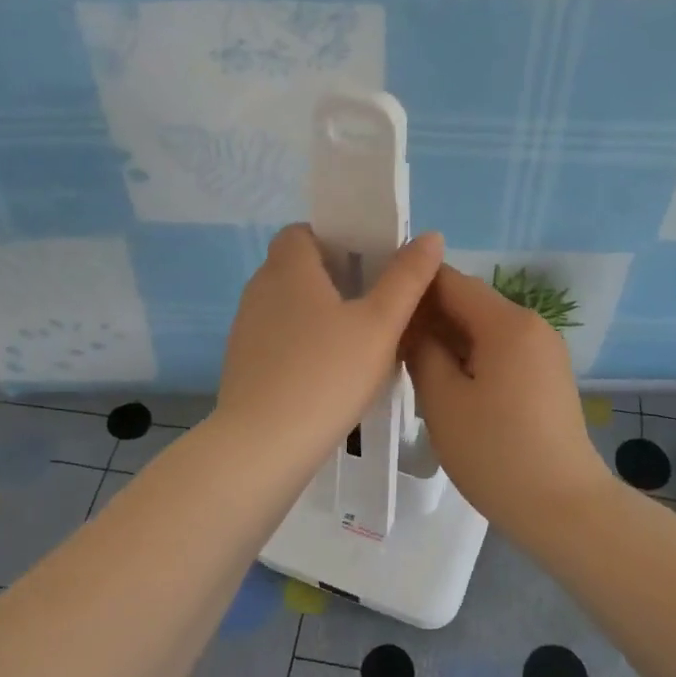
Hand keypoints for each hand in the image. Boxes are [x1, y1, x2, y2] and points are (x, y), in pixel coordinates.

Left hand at [217, 224, 443, 462]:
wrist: (264, 445)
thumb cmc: (327, 374)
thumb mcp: (379, 325)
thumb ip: (406, 278)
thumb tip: (430, 236)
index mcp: (289, 269)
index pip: (302, 232)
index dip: (335, 238)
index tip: (368, 262)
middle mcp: (260, 291)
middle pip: (297, 268)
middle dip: (335, 277)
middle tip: (376, 302)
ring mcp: (246, 329)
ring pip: (289, 306)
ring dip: (320, 313)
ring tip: (359, 340)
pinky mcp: (245, 364)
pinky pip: (279, 338)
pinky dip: (304, 343)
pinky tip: (331, 373)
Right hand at [403, 264, 613, 536]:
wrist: (562, 506)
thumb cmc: (495, 451)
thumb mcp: (443, 400)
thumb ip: (421, 351)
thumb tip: (413, 327)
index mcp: (507, 322)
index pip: (451, 281)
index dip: (411, 285)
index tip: (377, 299)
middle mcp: (532, 325)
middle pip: (470, 303)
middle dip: (428, 315)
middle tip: (384, 338)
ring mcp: (544, 352)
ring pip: (484, 330)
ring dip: (447, 339)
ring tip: (407, 362)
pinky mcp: (547, 378)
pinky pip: (501, 352)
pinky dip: (470, 358)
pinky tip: (444, 383)